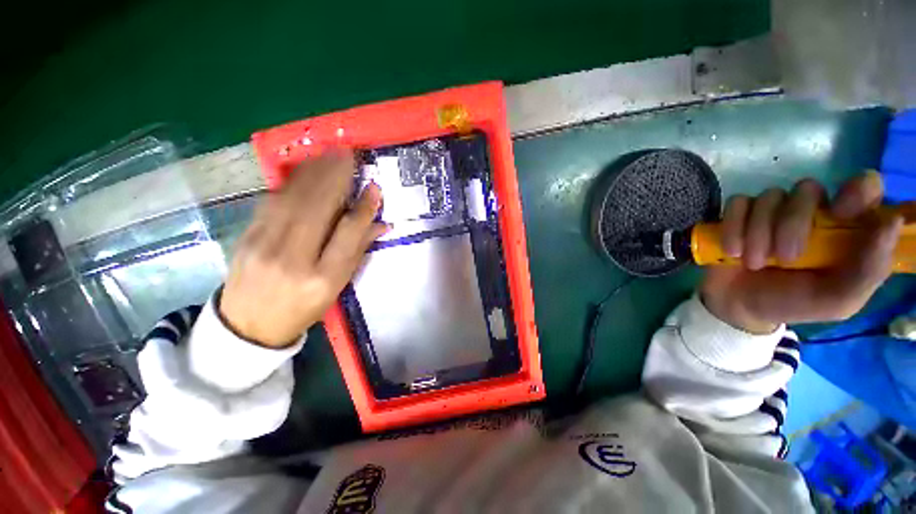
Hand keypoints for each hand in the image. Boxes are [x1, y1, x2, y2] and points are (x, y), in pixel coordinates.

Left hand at [219, 150, 387, 347]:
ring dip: (314, 173)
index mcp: (323, 278)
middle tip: (350, 155)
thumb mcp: (337, 287)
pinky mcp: (246, 235)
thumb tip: (382, 224)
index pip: (348, 234)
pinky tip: (305, 169)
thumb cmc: (303, 308)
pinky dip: (292, 182)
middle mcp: (293, 259)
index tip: (374, 187)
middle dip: (336, 177)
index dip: (364, 209)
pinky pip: (272, 201)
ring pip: (293, 199)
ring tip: (330, 155)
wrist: (248, 325)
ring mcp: (264, 245)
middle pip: (318, 209)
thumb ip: (358, 251)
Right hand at [701, 171, 902, 333]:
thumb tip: (891, 222)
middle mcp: (812, 210)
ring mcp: (773, 210)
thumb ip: (869, 270)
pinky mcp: (739, 215)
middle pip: (808, 189)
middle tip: (785, 258)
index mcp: (845, 227)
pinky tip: (732, 252)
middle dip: (792, 224)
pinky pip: (737, 204)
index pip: (863, 187)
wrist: (742, 307)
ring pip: (770, 197)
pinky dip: (733, 228)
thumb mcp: (838, 300)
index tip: (841, 212)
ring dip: (759, 233)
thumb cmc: (795, 303)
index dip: (856, 190)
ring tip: (754, 264)